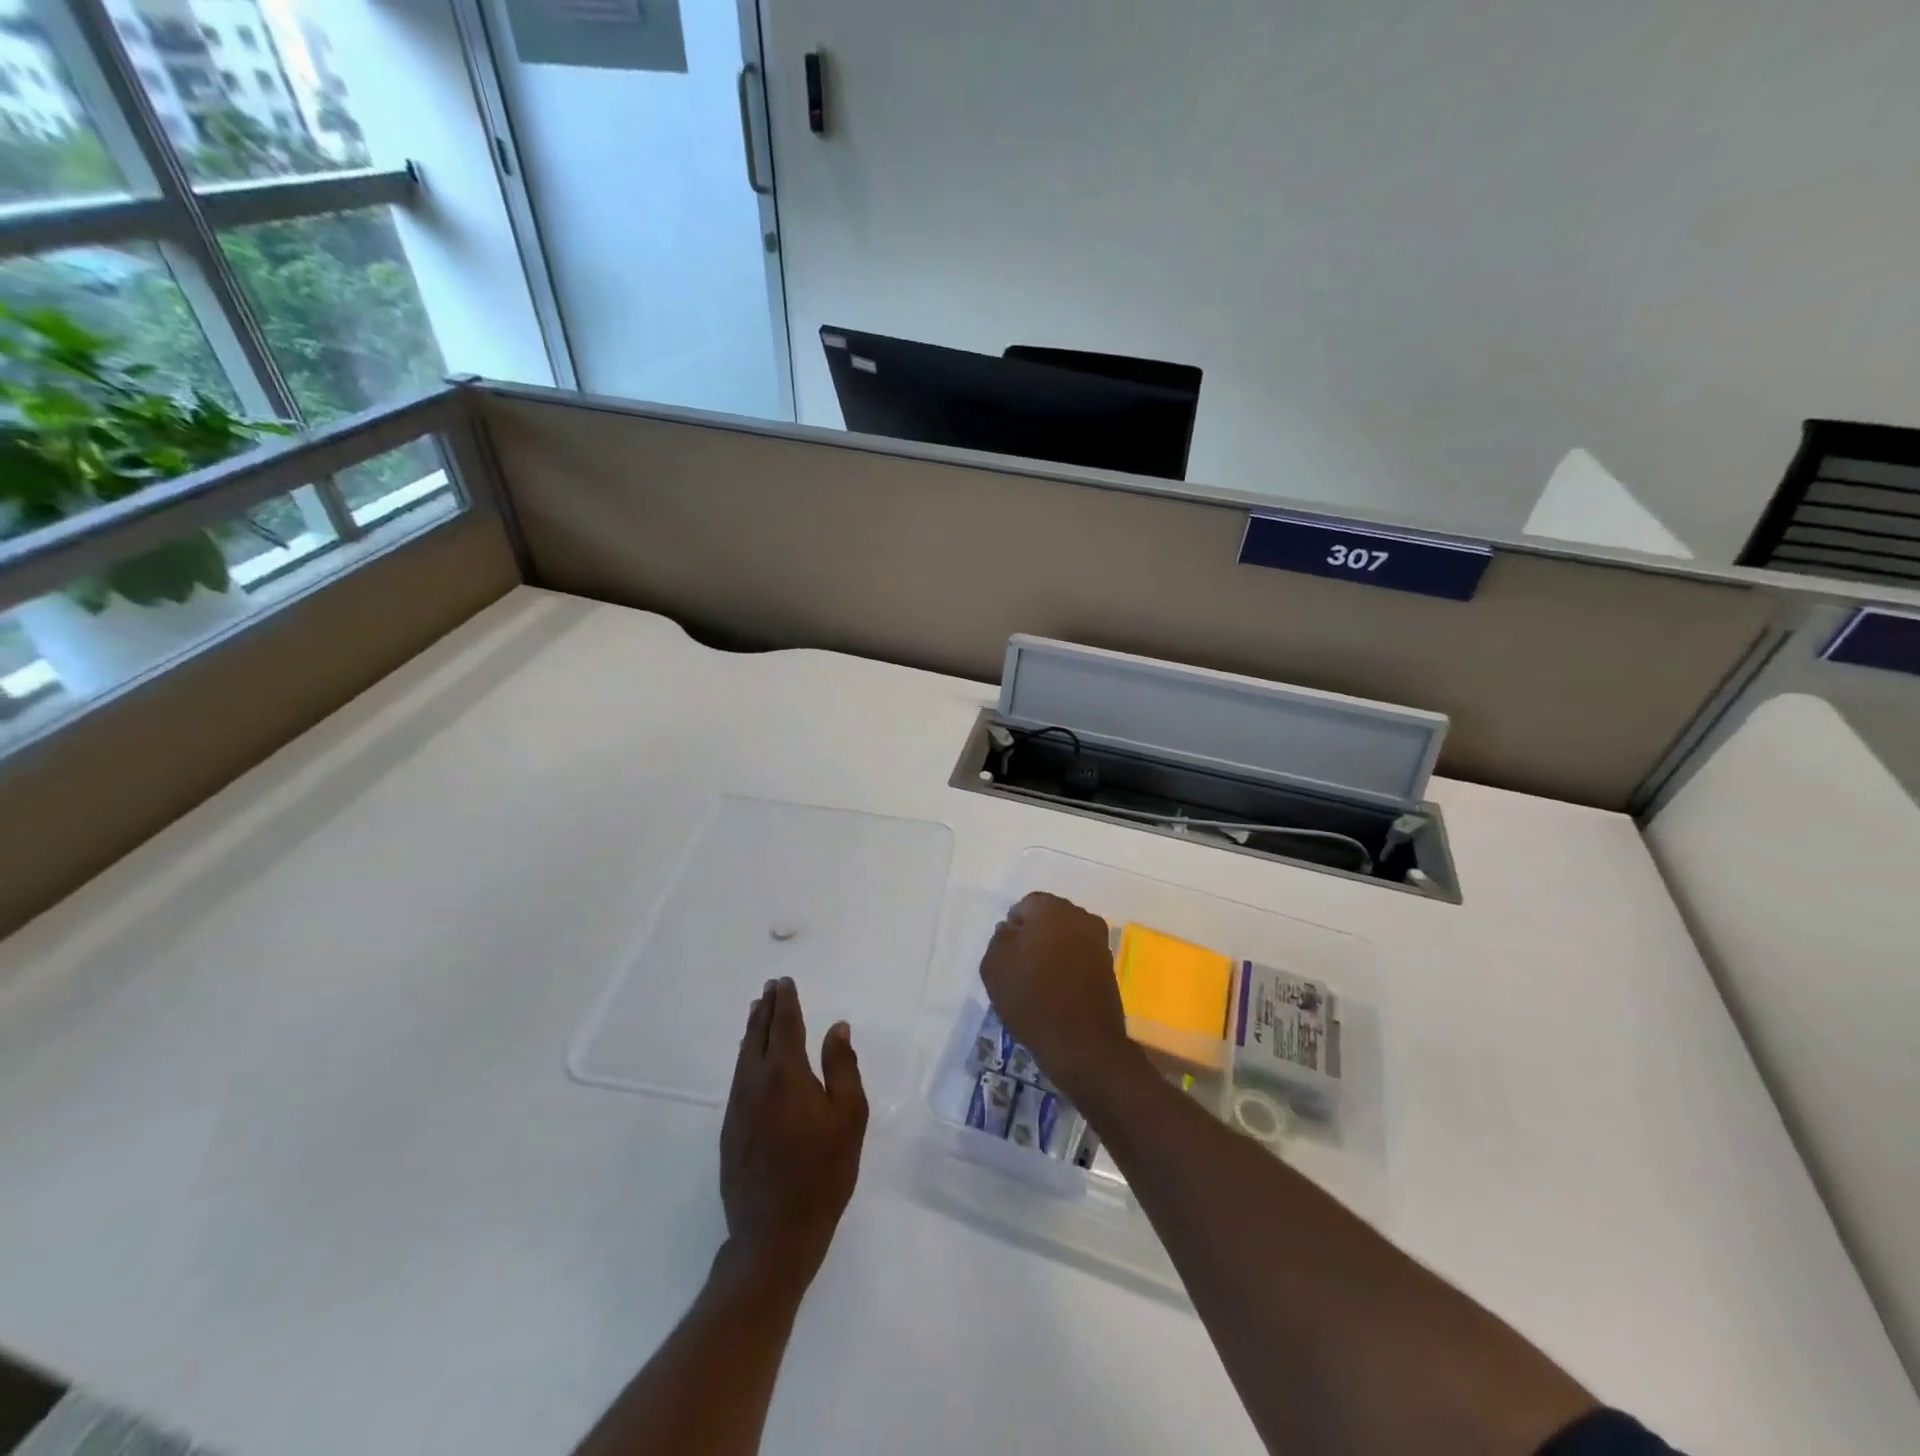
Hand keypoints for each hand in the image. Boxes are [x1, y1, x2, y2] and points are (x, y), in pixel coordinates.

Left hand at [719, 977, 868, 1292]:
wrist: (773, 1234)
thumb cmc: (822, 1172)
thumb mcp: (849, 1116)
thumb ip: (842, 1067)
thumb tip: (836, 1028)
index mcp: (785, 1073)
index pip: (784, 1025)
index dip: (785, 1001)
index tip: (784, 982)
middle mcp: (755, 1083)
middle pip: (757, 1035)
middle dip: (765, 1009)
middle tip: (770, 988)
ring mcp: (738, 1108)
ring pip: (743, 1057)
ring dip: (751, 1030)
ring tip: (756, 1013)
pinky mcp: (730, 1131)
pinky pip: (738, 1079)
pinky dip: (745, 1057)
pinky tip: (749, 1060)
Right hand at [979, 892, 1137, 1105]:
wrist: (1082, 1043)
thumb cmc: (1032, 998)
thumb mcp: (994, 965)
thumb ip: (1000, 938)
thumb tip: (1012, 930)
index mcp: (1051, 908)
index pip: (1025, 906)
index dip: (1013, 929)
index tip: (1007, 955)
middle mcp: (1079, 916)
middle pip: (1049, 918)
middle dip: (1035, 935)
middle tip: (1021, 966)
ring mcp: (1099, 941)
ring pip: (1066, 937)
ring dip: (1053, 951)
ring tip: (1039, 981)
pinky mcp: (1109, 965)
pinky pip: (1080, 956)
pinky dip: (1069, 967)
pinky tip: (1058, 990)